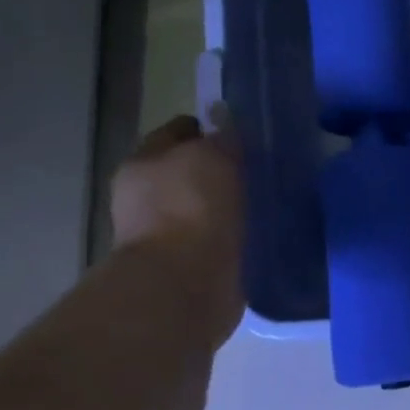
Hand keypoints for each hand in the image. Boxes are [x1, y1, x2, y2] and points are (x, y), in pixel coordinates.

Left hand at [111, 114, 244, 341]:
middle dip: (221, 169)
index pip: (179, 131)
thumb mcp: (212, 154)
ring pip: (205, 206)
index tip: (243, 135)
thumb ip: (222, 137)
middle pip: (190, 171)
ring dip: (230, 204)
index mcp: (143, 163)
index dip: (209, 128)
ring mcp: (165, 234)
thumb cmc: (191, 208)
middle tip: (260, 168)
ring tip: (266, 201)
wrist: (184, 285)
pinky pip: (217, 239)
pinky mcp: (188, 266)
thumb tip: (227, 125)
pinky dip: (234, 235)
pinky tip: (259, 231)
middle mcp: (147, 197)